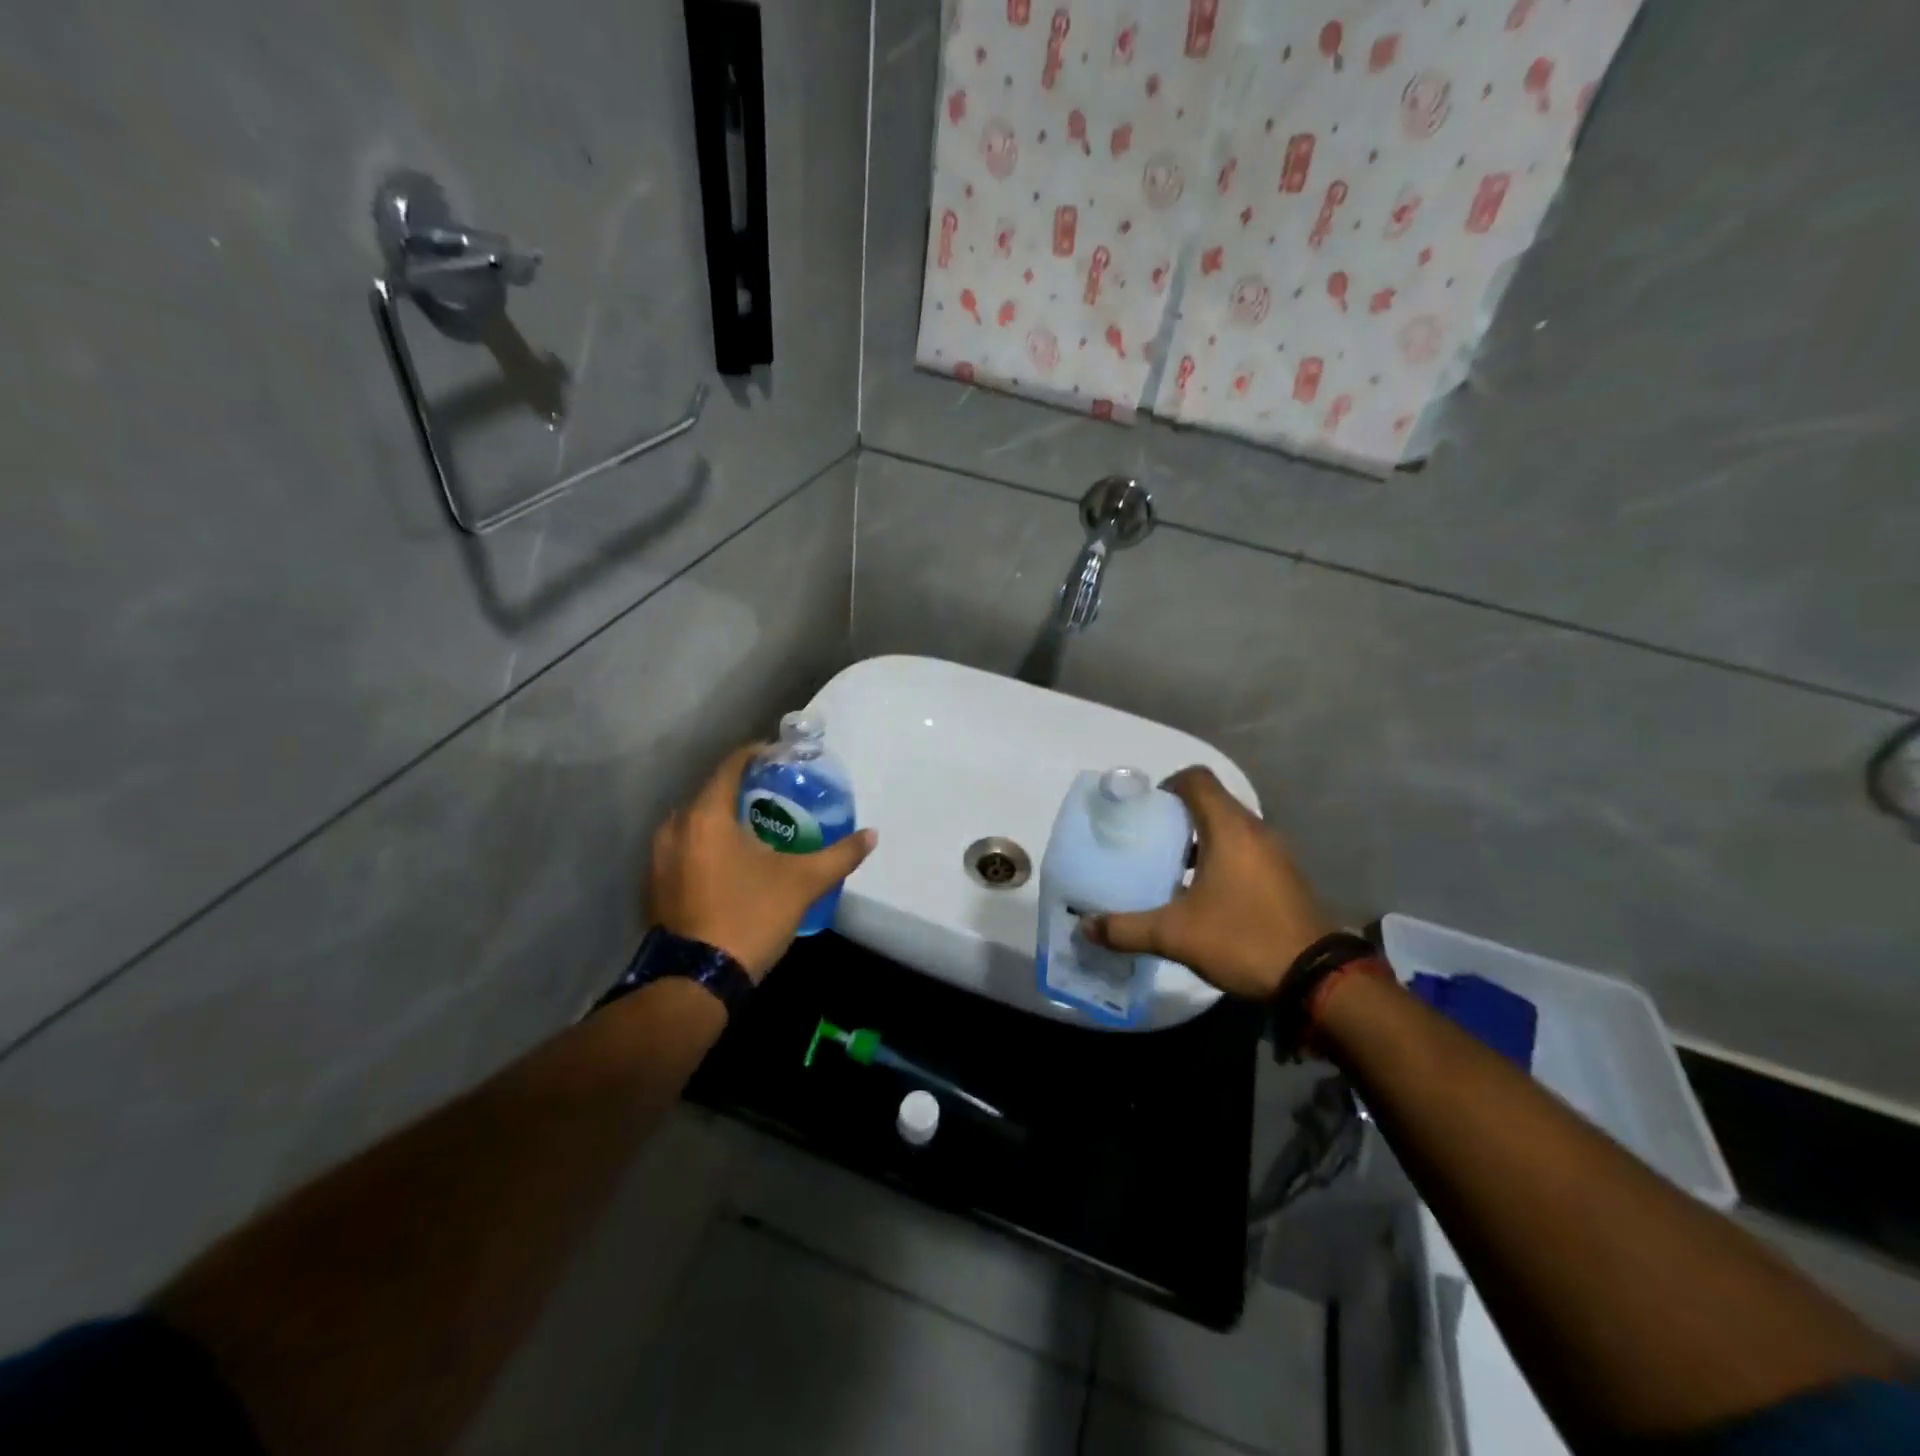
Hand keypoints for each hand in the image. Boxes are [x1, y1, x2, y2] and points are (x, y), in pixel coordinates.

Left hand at [647, 744, 877, 979]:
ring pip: (696, 822)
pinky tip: (731, 861)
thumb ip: (840, 855)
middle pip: (712, 792)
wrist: (697, 981)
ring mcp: (659, 858)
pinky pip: (685, 847)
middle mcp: (675, 828)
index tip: (781, 758)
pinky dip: (707, 844)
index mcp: (706, 816)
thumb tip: (872, 835)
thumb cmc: (750, 917)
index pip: (730, 765)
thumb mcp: (804, 883)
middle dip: (743, 789)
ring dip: (723, 818)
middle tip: (777, 794)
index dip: (757, 755)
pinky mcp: (655, 884)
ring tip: (757, 827)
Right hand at [1084, 766, 1331, 999]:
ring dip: (1200, 840)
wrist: (1317, 978)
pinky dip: (1221, 858)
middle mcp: (1255, 831)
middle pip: (1212, 802)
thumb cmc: (1242, 939)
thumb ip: (1126, 928)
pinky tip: (1204, 894)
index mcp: (1229, 829)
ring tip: (1170, 869)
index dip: (1167, 785)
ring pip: (1230, 829)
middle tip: (1148, 841)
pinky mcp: (1285, 876)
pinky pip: (1246, 851)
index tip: (1145, 811)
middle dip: (1178, 816)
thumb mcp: (1175, 935)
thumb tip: (1085, 927)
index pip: (1196, 779)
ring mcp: (1276, 853)